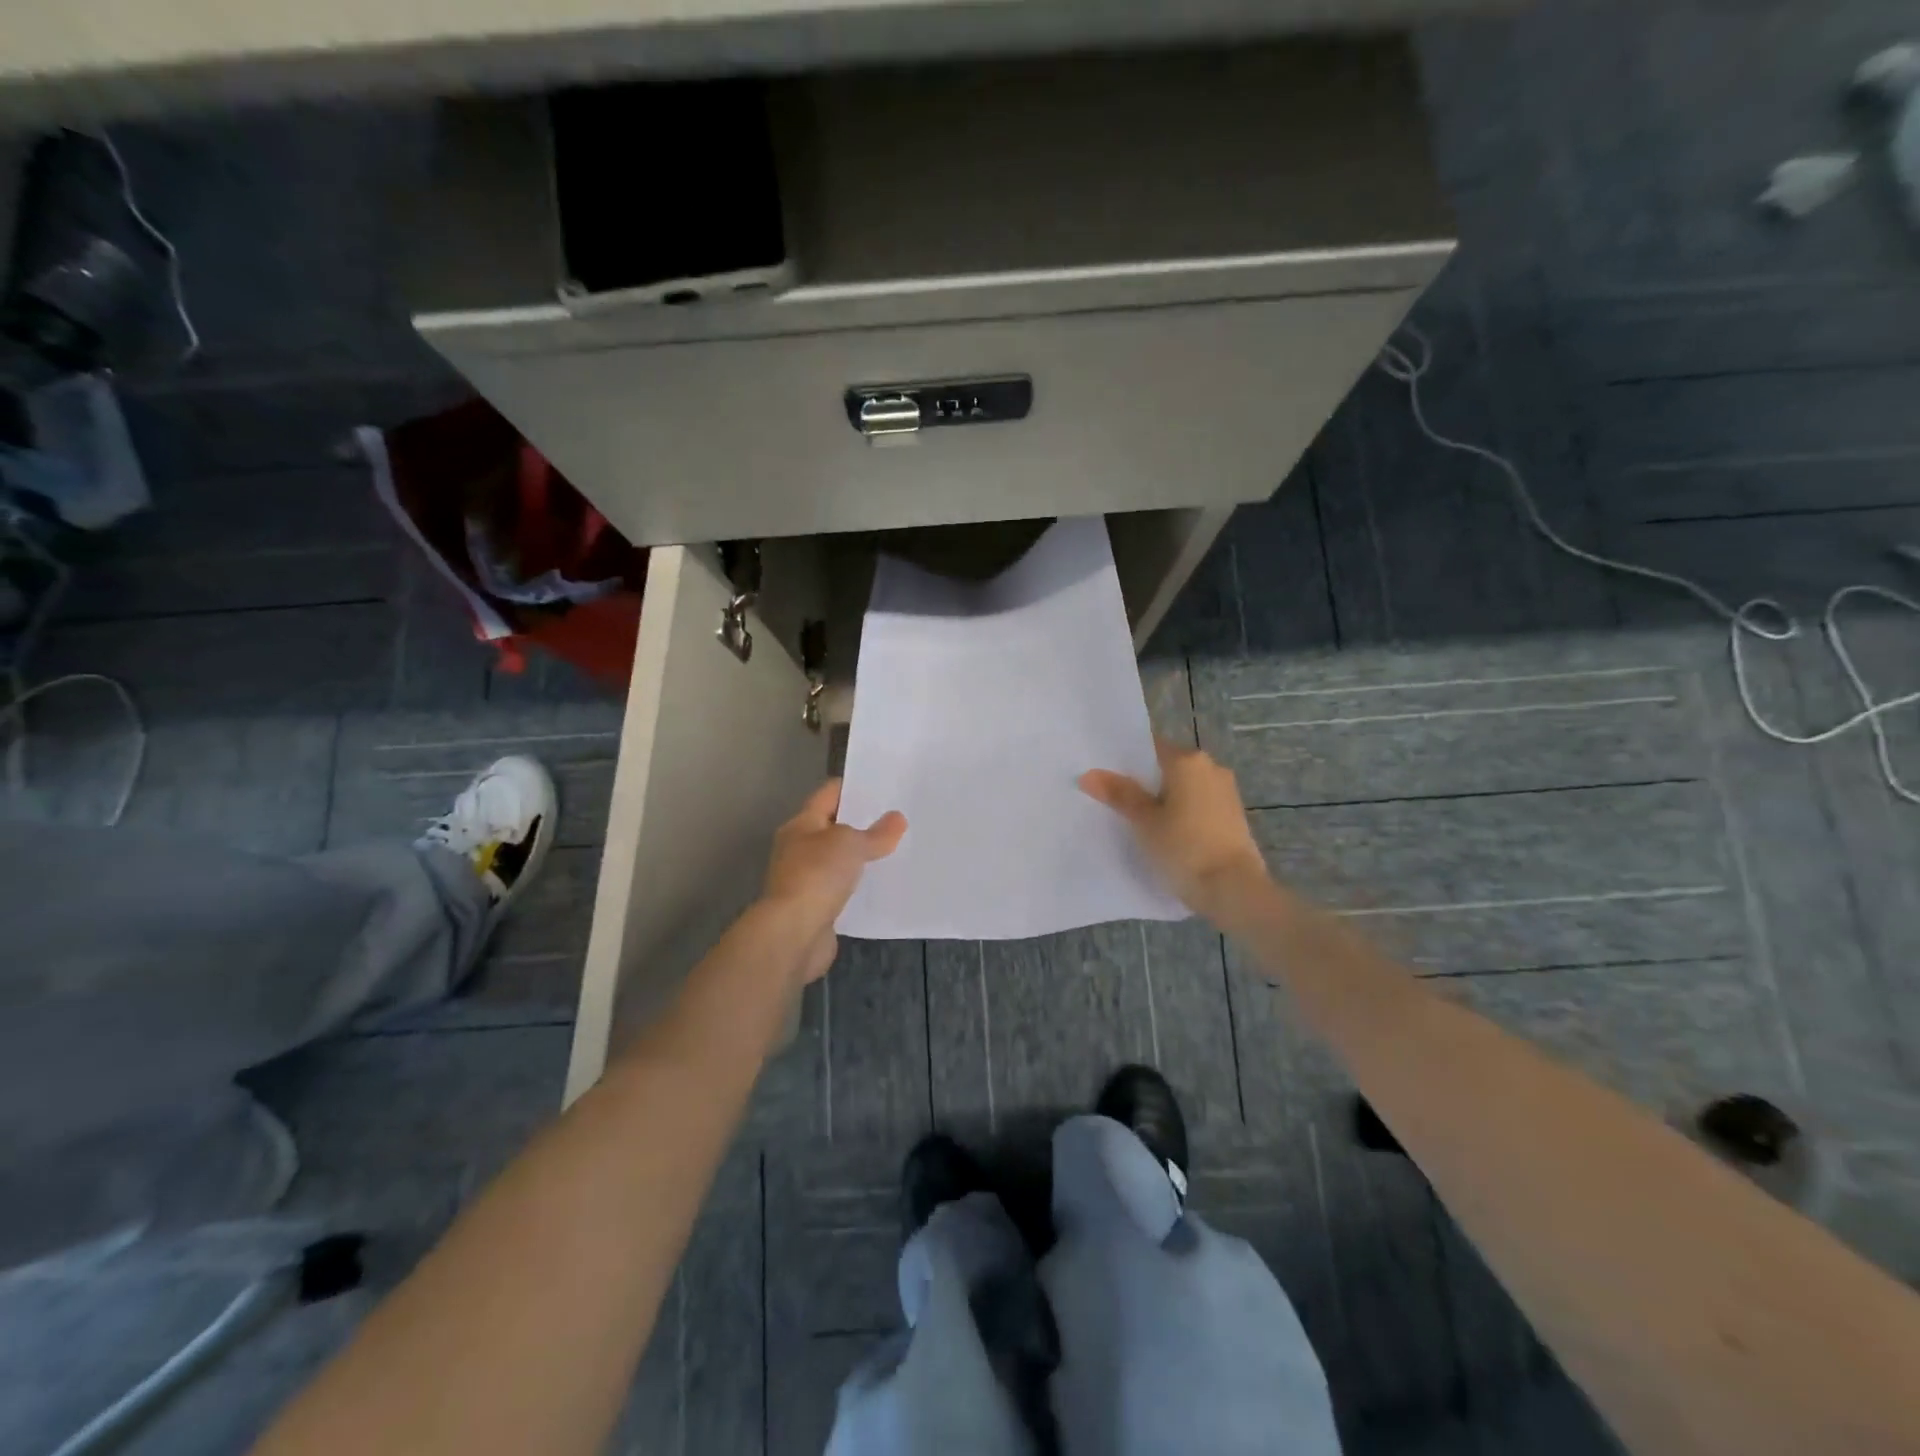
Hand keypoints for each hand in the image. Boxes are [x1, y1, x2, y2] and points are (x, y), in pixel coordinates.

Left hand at [761, 780, 906, 983]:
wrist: (793, 933)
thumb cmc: (817, 875)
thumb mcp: (851, 845)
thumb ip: (876, 833)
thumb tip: (897, 819)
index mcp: (801, 825)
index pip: (828, 795)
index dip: (853, 787)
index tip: (882, 786)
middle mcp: (799, 849)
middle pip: (833, 828)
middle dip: (861, 823)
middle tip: (896, 818)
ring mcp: (805, 880)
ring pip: (838, 860)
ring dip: (860, 857)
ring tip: (895, 849)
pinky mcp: (815, 908)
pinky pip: (841, 889)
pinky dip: (858, 886)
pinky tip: (881, 884)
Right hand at [1079, 738, 1267, 921]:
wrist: (1234, 889)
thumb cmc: (1184, 848)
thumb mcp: (1145, 822)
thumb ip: (1120, 794)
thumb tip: (1089, 774)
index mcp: (1188, 761)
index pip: (1151, 748)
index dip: (1127, 762)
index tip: (1108, 778)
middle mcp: (1211, 768)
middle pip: (1169, 768)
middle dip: (1146, 783)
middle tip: (1117, 802)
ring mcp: (1227, 792)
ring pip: (1186, 788)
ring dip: (1166, 800)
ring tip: (1139, 821)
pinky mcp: (1234, 817)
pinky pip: (1200, 806)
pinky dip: (1183, 814)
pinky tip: (1166, 834)